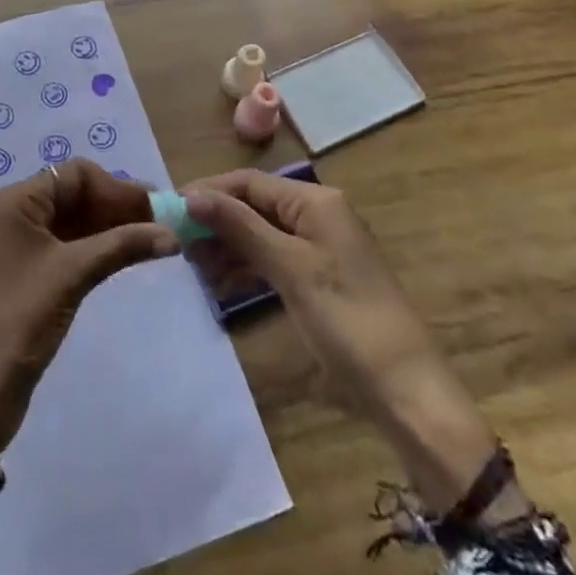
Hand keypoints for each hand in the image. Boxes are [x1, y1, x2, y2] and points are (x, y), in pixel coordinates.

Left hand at [0, 159, 177, 460]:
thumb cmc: (21, 319)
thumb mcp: (73, 274)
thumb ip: (122, 245)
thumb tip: (172, 234)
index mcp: (15, 201)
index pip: (74, 175)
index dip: (116, 187)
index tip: (154, 208)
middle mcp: (13, 213)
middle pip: (73, 195)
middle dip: (116, 206)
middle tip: (160, 223)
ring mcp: (17, 245)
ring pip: (71, 221)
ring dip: (109, 227)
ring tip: (151, 240)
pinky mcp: (24, 273)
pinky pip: (65, 245)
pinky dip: (94, 248)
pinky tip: (124, 257)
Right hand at [185, 170, 505, 513]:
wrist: (405, 392)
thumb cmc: (346, 320)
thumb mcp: (289, 268)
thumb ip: (240, 227)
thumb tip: (192, 195)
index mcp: (315, 202)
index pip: (249, 182)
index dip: (209, 192)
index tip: (169, 210)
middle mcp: (317, 214)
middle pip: (253, 206)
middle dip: (216, 222)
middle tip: (178, 246)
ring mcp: (319, 247)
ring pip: (260, 233)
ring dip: (227, 247)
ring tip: (194, 269)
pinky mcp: (318, 278)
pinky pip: (272, 259)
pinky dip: (246, 268)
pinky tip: (221, 285)